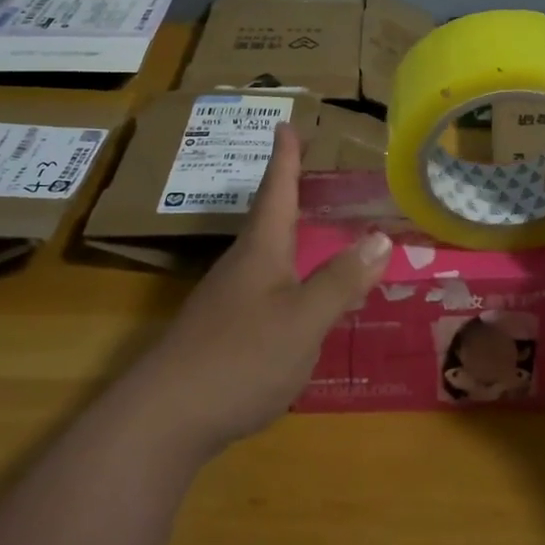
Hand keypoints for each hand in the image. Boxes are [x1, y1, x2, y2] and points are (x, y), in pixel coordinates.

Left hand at [115, 122, 391, 460]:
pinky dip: (286, 278)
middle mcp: (240, 267)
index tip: (285, 124)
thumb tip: (380, 237)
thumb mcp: (303, 320)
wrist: (164, 420)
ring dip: (287, 236)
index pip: (276, 191)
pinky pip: (262, 289)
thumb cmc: (240, 358)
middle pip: (267, 220)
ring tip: (312, 230)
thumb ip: (341, 281)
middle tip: (309, 172)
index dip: (285, 158)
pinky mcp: (220, 333)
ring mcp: (226, 301)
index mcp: (261, 251)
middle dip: (287, 192)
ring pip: (264, 256)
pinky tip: (297, 300)